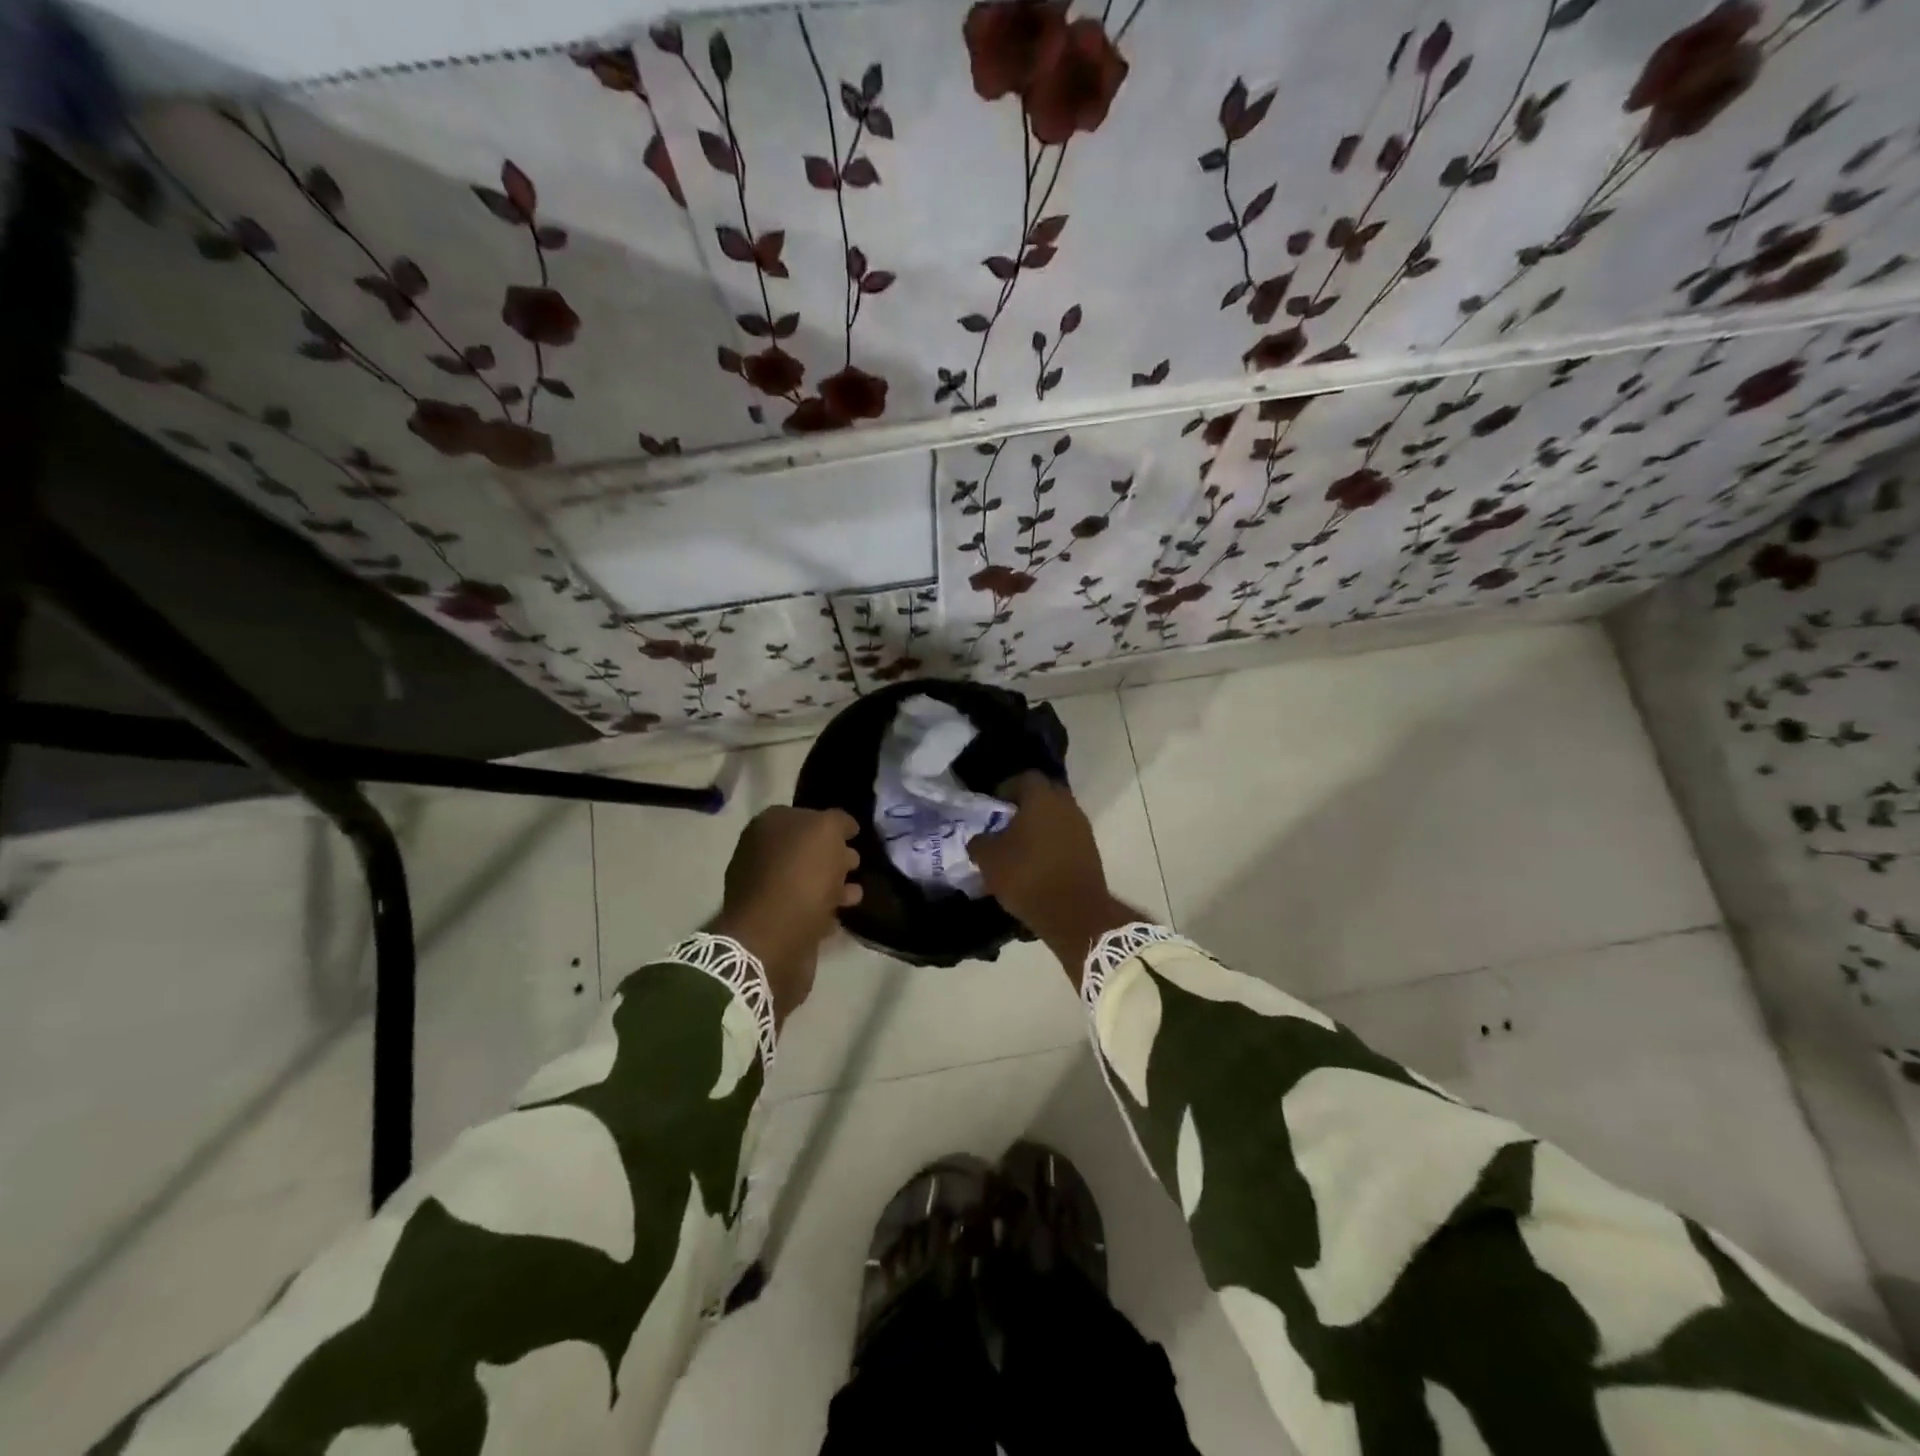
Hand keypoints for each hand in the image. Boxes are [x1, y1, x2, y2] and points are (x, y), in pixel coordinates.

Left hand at [711, 807, 861, 1023]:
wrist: (773, 940)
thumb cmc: (801, 876)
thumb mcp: (827, 831)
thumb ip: (837, 821)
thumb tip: (843, 826)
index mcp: (767, 826)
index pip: (805, 816)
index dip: (831, 825)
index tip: (854, 836)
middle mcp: (760, 854)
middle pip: (804, 850)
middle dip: (832, 856)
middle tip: (856, 864)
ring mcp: (763, 890)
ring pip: (805, 881)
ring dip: (832, 886)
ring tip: (856, 895)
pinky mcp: (772, 923)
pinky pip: (803, 910)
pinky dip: (821, 912)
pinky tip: (838, 918)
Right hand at [968, 774, 1135, 986]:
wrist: (1074, 913)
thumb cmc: (1027, 876)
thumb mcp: (988, 859)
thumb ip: (980, 841)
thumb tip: (981, 839)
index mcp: (1042, 797)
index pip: (1024, 778)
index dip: (1006, 789)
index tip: (993, 807)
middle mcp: (1066, 805)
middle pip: (1043, 795)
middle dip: (1024, 806)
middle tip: (1005, 825)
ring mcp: (1082, 828)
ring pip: (1056, 817)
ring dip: (1039, 827)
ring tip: (1019, 848)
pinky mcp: (1090, 850)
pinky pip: (1066, 838)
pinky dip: (1052, 844)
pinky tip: (1037, 864)